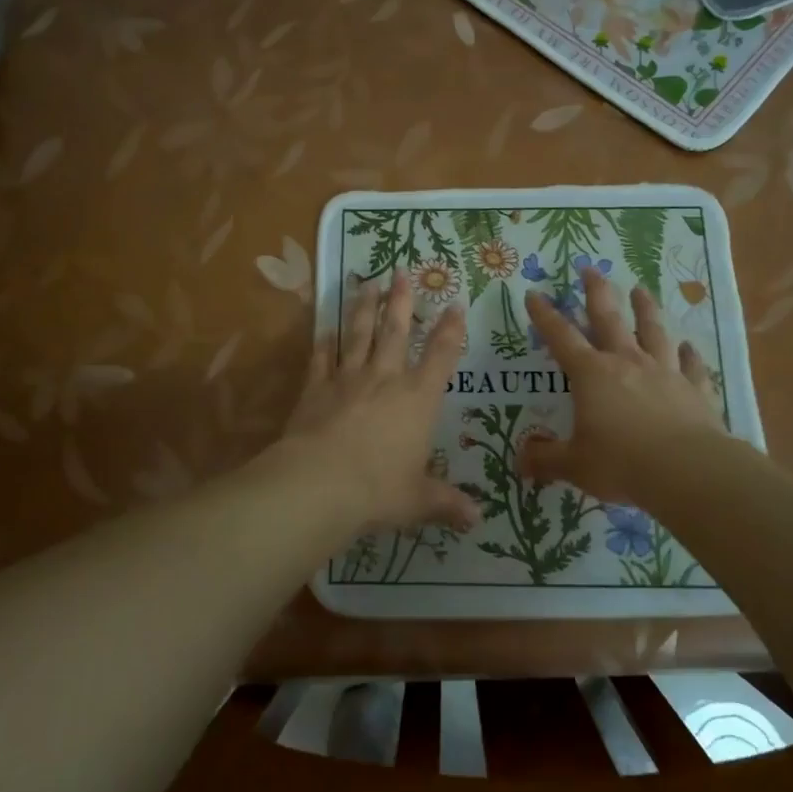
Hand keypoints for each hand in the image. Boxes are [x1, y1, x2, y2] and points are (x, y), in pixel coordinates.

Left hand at [281, 269, 477, 532]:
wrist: (320, 485)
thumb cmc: (379, 490)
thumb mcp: (418, 500)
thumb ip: (446, 504)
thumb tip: (477, 520)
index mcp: (418, 399)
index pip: (442, 356)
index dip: (451, 329)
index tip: (455, 304)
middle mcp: (385, 379)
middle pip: (396, 331)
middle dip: (401, 301)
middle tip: (401, 272)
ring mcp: (347, 379)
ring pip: (358, 334)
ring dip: (363, 307)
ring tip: (367, 283)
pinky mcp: (315, 389)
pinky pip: (322, 358)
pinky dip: (324, 342)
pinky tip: (325, 328)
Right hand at [520, 266, 723, 503]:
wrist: (687, 470)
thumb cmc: (621, 463)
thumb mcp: (574, 465)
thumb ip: (545, 459)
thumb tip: (520, 460)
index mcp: (591, 374)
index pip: (561, 337)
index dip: (544, 315)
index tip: (534, 293)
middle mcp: (627, 363)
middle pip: (610, 318)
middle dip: (597, 292)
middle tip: (590, 269)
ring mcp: (664, 372)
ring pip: (654, 331)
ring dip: (646, 309)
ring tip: (641, 290)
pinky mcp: (695, 389)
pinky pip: (691, 365)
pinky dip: (689, 354)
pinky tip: (688, 346)